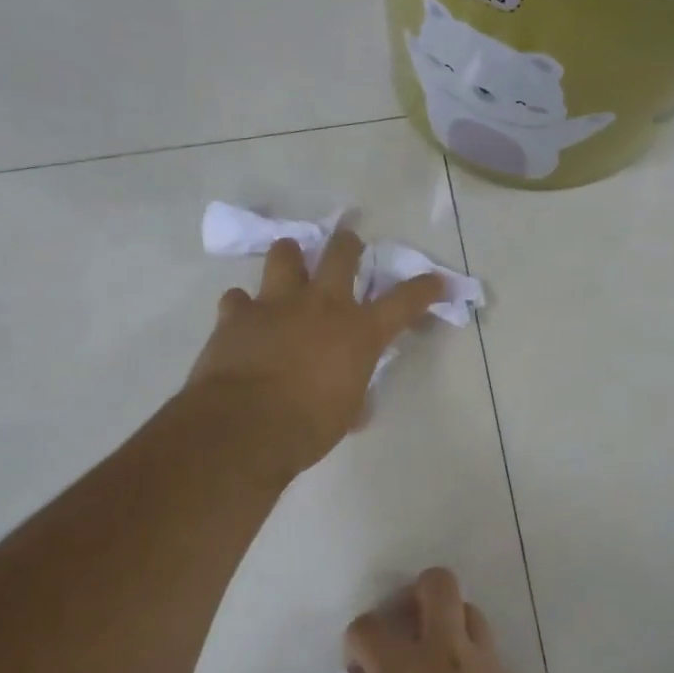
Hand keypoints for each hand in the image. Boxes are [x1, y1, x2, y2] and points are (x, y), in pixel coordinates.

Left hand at [184, 227, 443, 478]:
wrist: (246, 427)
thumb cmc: (308, 426)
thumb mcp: (346, 411)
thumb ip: (354, 392)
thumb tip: (356, 402)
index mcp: (359, 331)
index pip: (403, 301)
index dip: (424, 288)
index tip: (436, 281)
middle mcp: (322, 305)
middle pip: (341, 252)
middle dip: (348, 245)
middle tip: (348, 248)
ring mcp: (276, 303)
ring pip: (285, 253)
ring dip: (290, 258)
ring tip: (290, 267)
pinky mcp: (237, 314)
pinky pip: (239, 298)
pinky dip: (243, 306)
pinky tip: (243, 319)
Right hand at [345, 569, 570, 672]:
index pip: (368, 627)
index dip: (359, 643)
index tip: (361, 668)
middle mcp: (448, 655)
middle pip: (437, 584)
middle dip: (418, 596)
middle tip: (410, 632)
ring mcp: (490, 667)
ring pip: (471, 616)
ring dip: (453, 632)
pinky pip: (494, 666)